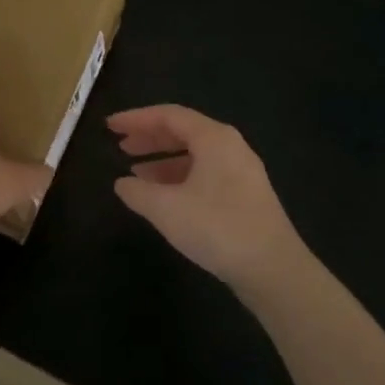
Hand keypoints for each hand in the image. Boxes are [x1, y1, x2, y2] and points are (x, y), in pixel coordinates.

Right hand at [108, 105, 306, 290]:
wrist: (274, 269)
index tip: (110, 126)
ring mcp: (241, 172)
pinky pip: (205, 174)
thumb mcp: (167, 209)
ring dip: (162, 161)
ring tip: (134, 174)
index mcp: (214, 138)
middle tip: (120, 146)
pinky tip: (163, 198)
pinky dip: (179, 179)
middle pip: (183, 132)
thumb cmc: (217, 227)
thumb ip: (138, 192)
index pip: (169, 115)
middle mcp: (230, 147)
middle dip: (149, 138)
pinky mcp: (245, 196)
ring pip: (194, 155)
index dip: (136, 118)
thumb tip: (122, 184)